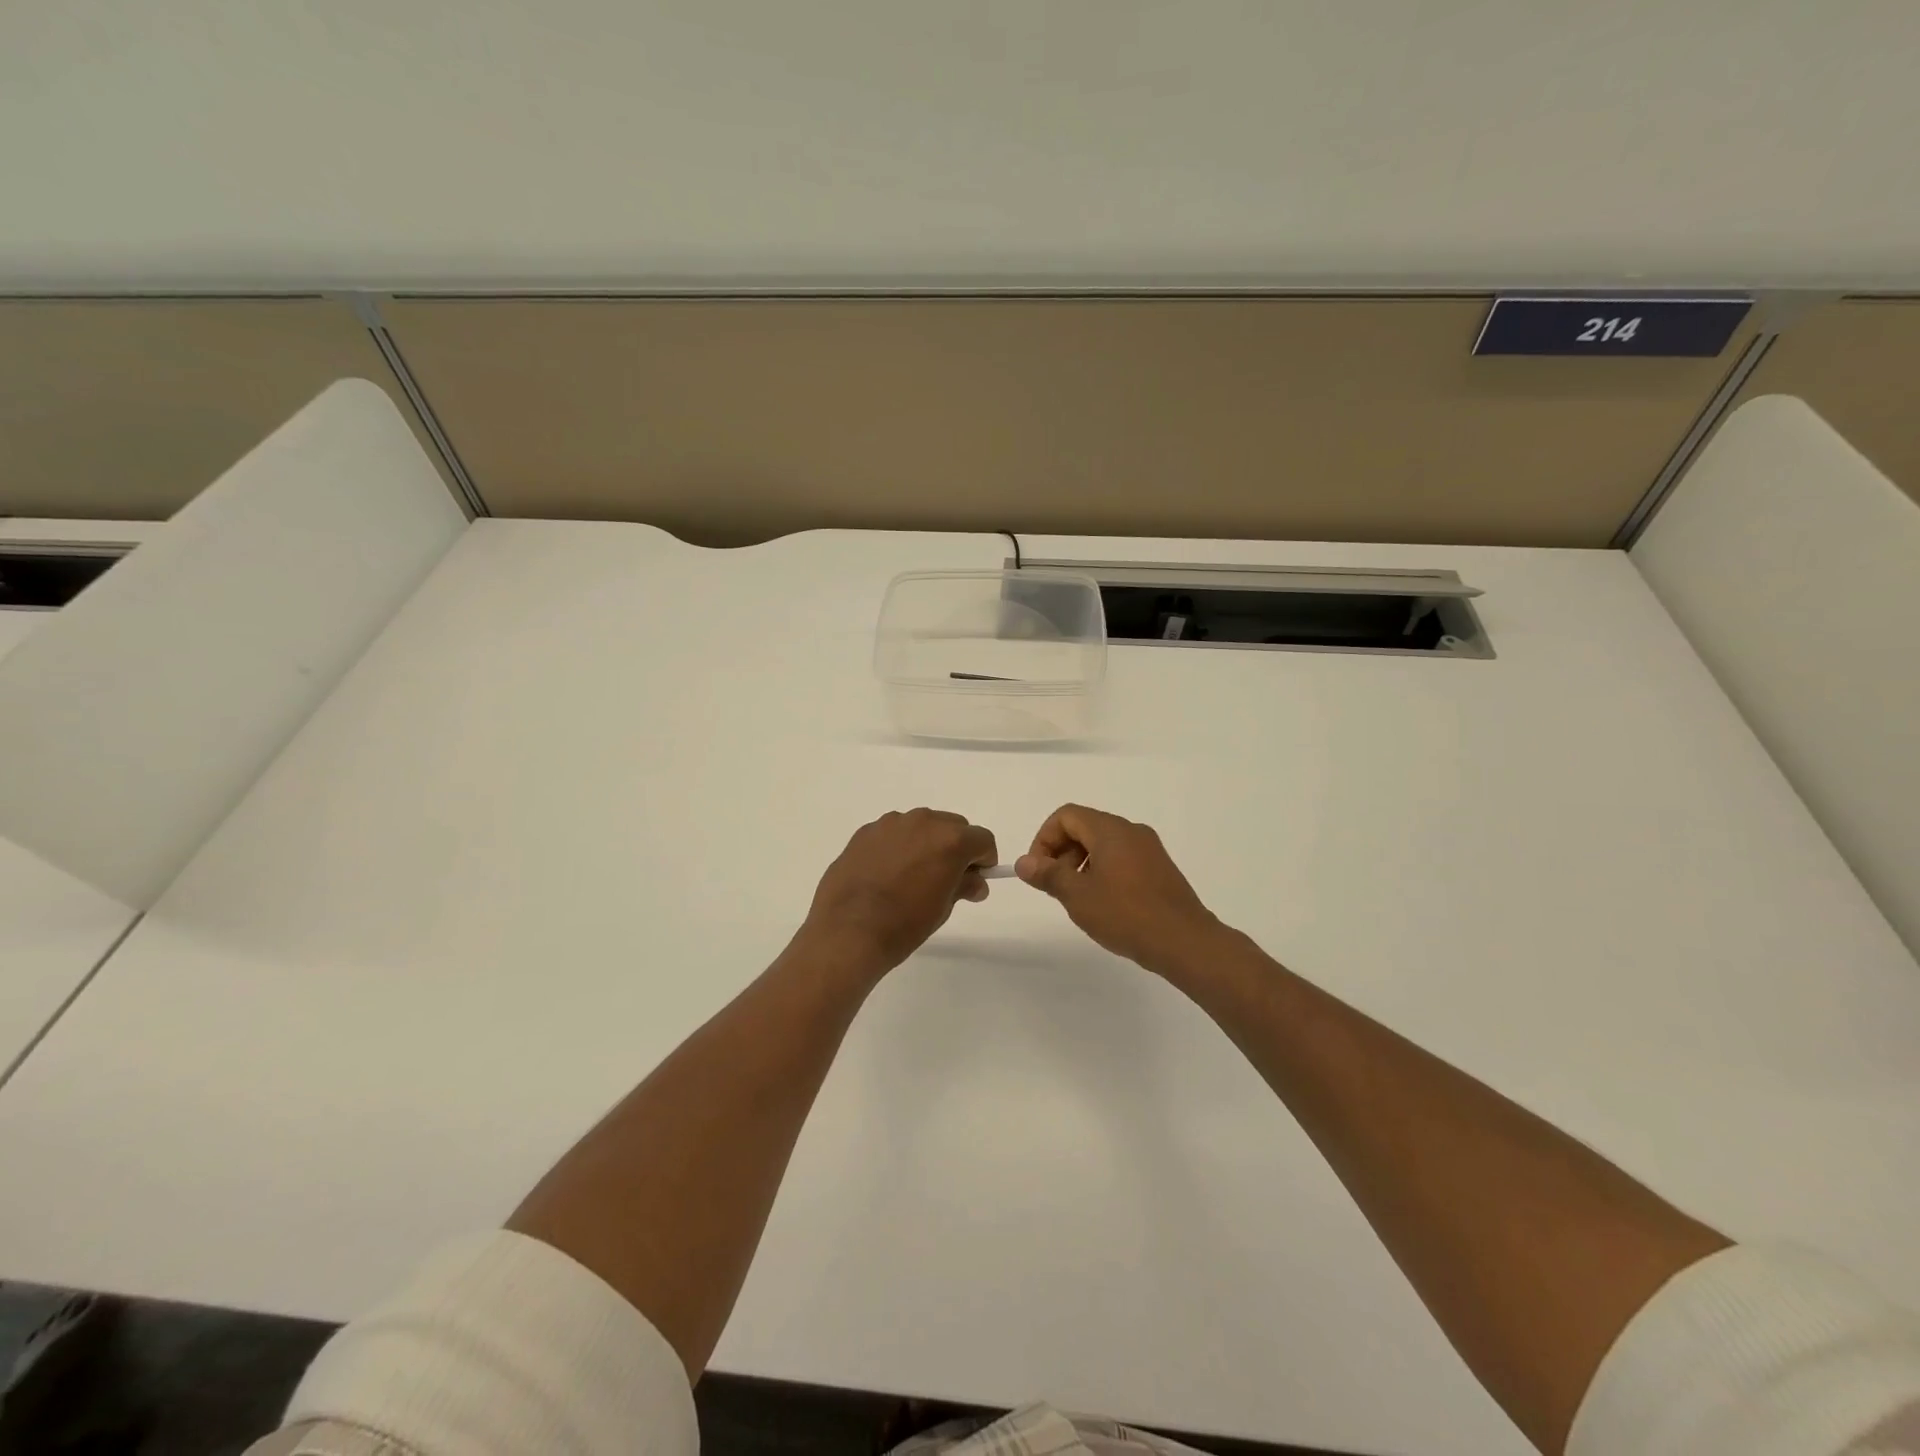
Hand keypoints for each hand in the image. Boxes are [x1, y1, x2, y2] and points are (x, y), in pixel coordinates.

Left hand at [802, 809, 996, 976]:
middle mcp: (923, 822)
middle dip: (956, 848)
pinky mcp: (865, 831)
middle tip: (946, 878)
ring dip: (925, 843)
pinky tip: (886, 874)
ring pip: (921, 825)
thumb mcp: (943, 908)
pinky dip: (898, 846)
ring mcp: (891, 823)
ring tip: (911, 876)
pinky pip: (893, 833)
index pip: (982, 839)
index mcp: (950, 840)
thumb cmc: (905, 924)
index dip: (984, 860)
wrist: (849, 931)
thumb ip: (964, 886)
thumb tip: (976, 882)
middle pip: (953, 826)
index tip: (976, 880)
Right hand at [1017, 804, 1224, 977]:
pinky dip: (1103, 871)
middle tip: (1055, 886)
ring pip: (1104, 844)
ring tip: (1078, 899)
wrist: (1185, 942)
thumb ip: (1048, 875)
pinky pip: (1122, 858)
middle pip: (1085, 827)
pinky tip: (1104, 905)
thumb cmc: (1126, 914)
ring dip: (1081, 864)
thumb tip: (1024, 862)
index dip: (1044, 838)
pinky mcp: (1160, 869)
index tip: (1039, 870)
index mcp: (1111, 830)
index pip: (1067, 816)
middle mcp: (1131, 831)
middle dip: (1062, 852)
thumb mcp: (1078, 896)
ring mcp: (1149, 849)